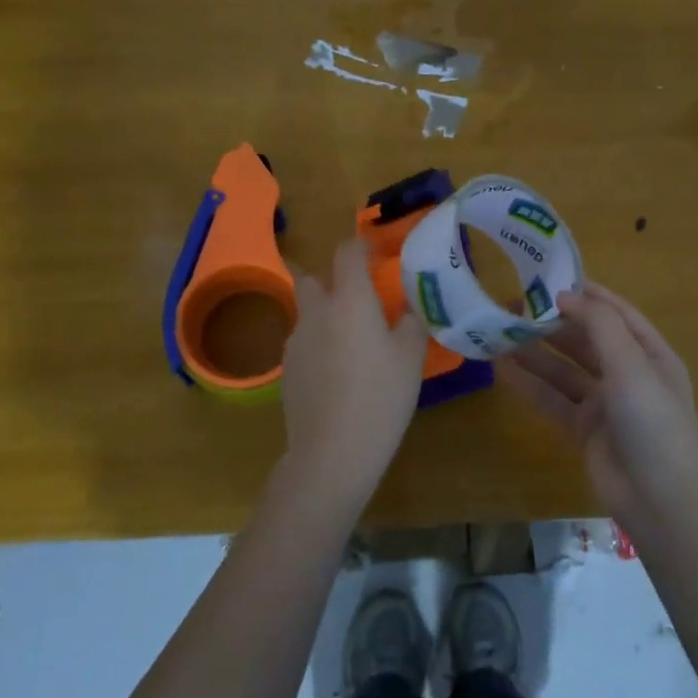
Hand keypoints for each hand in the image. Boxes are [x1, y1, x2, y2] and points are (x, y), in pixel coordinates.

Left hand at [280, 238, 429, 490]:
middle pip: (310, 278)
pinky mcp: (286, 370)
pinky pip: (304, 344)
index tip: (373, 252)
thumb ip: (410, 323)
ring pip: (307, 314)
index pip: (346, 253)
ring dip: (324, 315)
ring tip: (351, 344)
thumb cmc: (381, 396)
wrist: (332, 451)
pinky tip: (336, 375)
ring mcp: (295, 342)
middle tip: (356, 298)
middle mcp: (316, 312)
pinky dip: (318, 346)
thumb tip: (406, 308)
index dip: (359, 246)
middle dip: (329, 279)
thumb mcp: (410, 358)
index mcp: (349, 300)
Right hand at [502, 282, 697, 521]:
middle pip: (585, 339)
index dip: (586, 295)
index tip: (548, 280)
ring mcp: (604, 404)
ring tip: (500, 333)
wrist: (661, 501)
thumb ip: (599, 325)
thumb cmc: (653, 423)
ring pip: (564, 370)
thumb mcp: (631, 365)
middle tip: (512, 306)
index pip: (616, 313)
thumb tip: (565, 296)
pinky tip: (502, 370)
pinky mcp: (583, 430)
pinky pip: (552, 400)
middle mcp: (627, 374)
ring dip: (535, 352)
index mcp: (650, 354)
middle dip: (552, 323)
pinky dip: (530, 385)